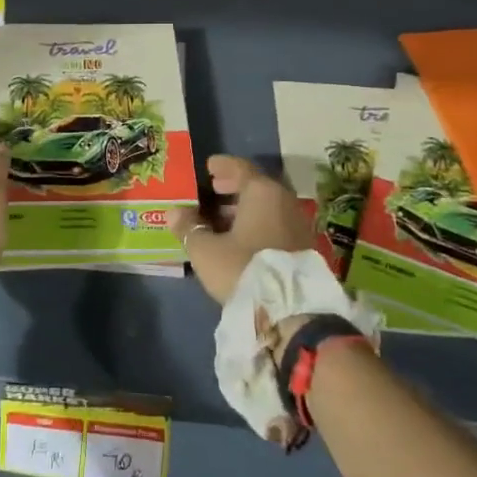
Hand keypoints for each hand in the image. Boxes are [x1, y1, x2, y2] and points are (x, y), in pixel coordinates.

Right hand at [167, 155, 310, 306]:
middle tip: (213, 190)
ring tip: (221, 218)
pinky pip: (275, 224)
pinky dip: (257, 224)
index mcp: (262, 192)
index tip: (209, 166)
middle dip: (233, 188)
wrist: (290, 311)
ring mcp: (298, 224)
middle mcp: (284, 201)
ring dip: (244, 208)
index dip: (222, 166)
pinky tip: (240, 238)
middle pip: (256, 187)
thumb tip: (173, 212)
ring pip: (267, 207)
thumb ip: (189, 227)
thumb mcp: (206, 249)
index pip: (240, 168)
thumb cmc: (243, 268)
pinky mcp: (303, 247)